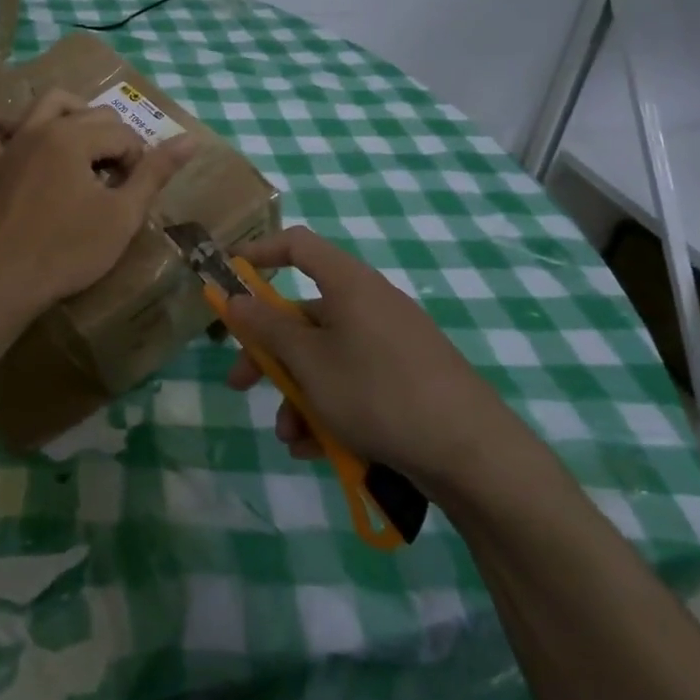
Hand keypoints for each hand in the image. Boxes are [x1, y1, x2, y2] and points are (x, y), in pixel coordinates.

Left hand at [0, 90, 195, 313]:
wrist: (5, 282)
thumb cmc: (69, 250)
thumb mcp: (122, 215)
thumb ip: (155, 173)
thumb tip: (190, 139)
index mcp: (74, 137)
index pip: (123, 134)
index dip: (138, 164)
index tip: (133, 196)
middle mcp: (41, 128)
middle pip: (92, 115)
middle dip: (112, 142)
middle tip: (116, 185)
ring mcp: (12, 144)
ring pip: (46, 104)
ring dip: (73, 115)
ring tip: (87, 149)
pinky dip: (4, 124)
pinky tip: (20, 133)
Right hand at [223, 226, 530, 483]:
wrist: (472, 453)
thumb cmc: (378, 392)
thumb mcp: (310, 362)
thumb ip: (267, 329)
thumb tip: (235, 299)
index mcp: (349, 285)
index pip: (298, 246)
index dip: (260, 252)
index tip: (228, 276)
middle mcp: (370, 306)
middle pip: (304, 315)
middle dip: (268, 353)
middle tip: (240, 384)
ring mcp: (391, 345)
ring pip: (325, 359)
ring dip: (298, 395)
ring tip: (291, 437)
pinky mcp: (406, 381)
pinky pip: (353, 384)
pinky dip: (329, 410)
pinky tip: (318, 449)